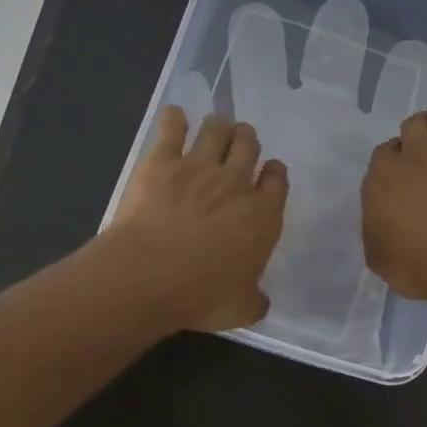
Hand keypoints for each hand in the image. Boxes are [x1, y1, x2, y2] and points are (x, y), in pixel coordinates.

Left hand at [107, 107, 288, 331]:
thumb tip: (260, 301)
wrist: (149, 275)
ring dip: (218, 125)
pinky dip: (174, 118)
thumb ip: (255, 299)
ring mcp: (199, 167)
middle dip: (246, 140)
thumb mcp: (240, 309)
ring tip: (214, 128)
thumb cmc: (201, 296)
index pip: (277, 180)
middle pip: (249, 144)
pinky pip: (172, 125)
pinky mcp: (162, 160)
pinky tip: (174, 117)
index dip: (273, 172)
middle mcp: (236, 183)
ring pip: (218, 128)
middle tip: (238, 145)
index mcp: (262, 216)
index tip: (268, 172)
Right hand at [362, 77, 426, 314]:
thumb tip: (381, 218)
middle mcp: (418, 154)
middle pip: (413, 125)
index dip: (394, 160)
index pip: (384, 154)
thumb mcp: (381, 260)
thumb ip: (376, 231)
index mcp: (384, 178)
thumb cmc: (424, 270)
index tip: (403, 174)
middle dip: (418, 133)